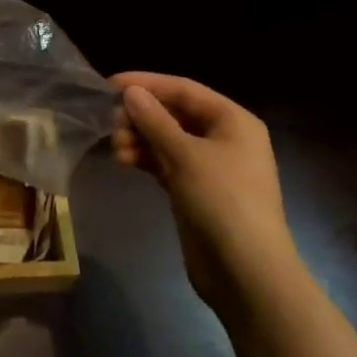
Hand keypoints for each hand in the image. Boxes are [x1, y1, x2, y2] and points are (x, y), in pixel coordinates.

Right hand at [110, 72, 297, 309]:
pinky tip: (124, 161)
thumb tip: (131, 92)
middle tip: (111, 124)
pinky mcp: (196, 191)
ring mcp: (211, 167)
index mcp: (233, 120)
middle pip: (175, 114)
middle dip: (141, 116)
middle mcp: (224, 138)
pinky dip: (146, 159)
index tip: (109, 86)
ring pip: (168, 140)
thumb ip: (155, 121)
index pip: (184, 89)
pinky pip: (166, 163)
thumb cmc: (223, 201)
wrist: (247, 272)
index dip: (147, 84)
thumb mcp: (186, 155)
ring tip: (116, 148)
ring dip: (140, 139)